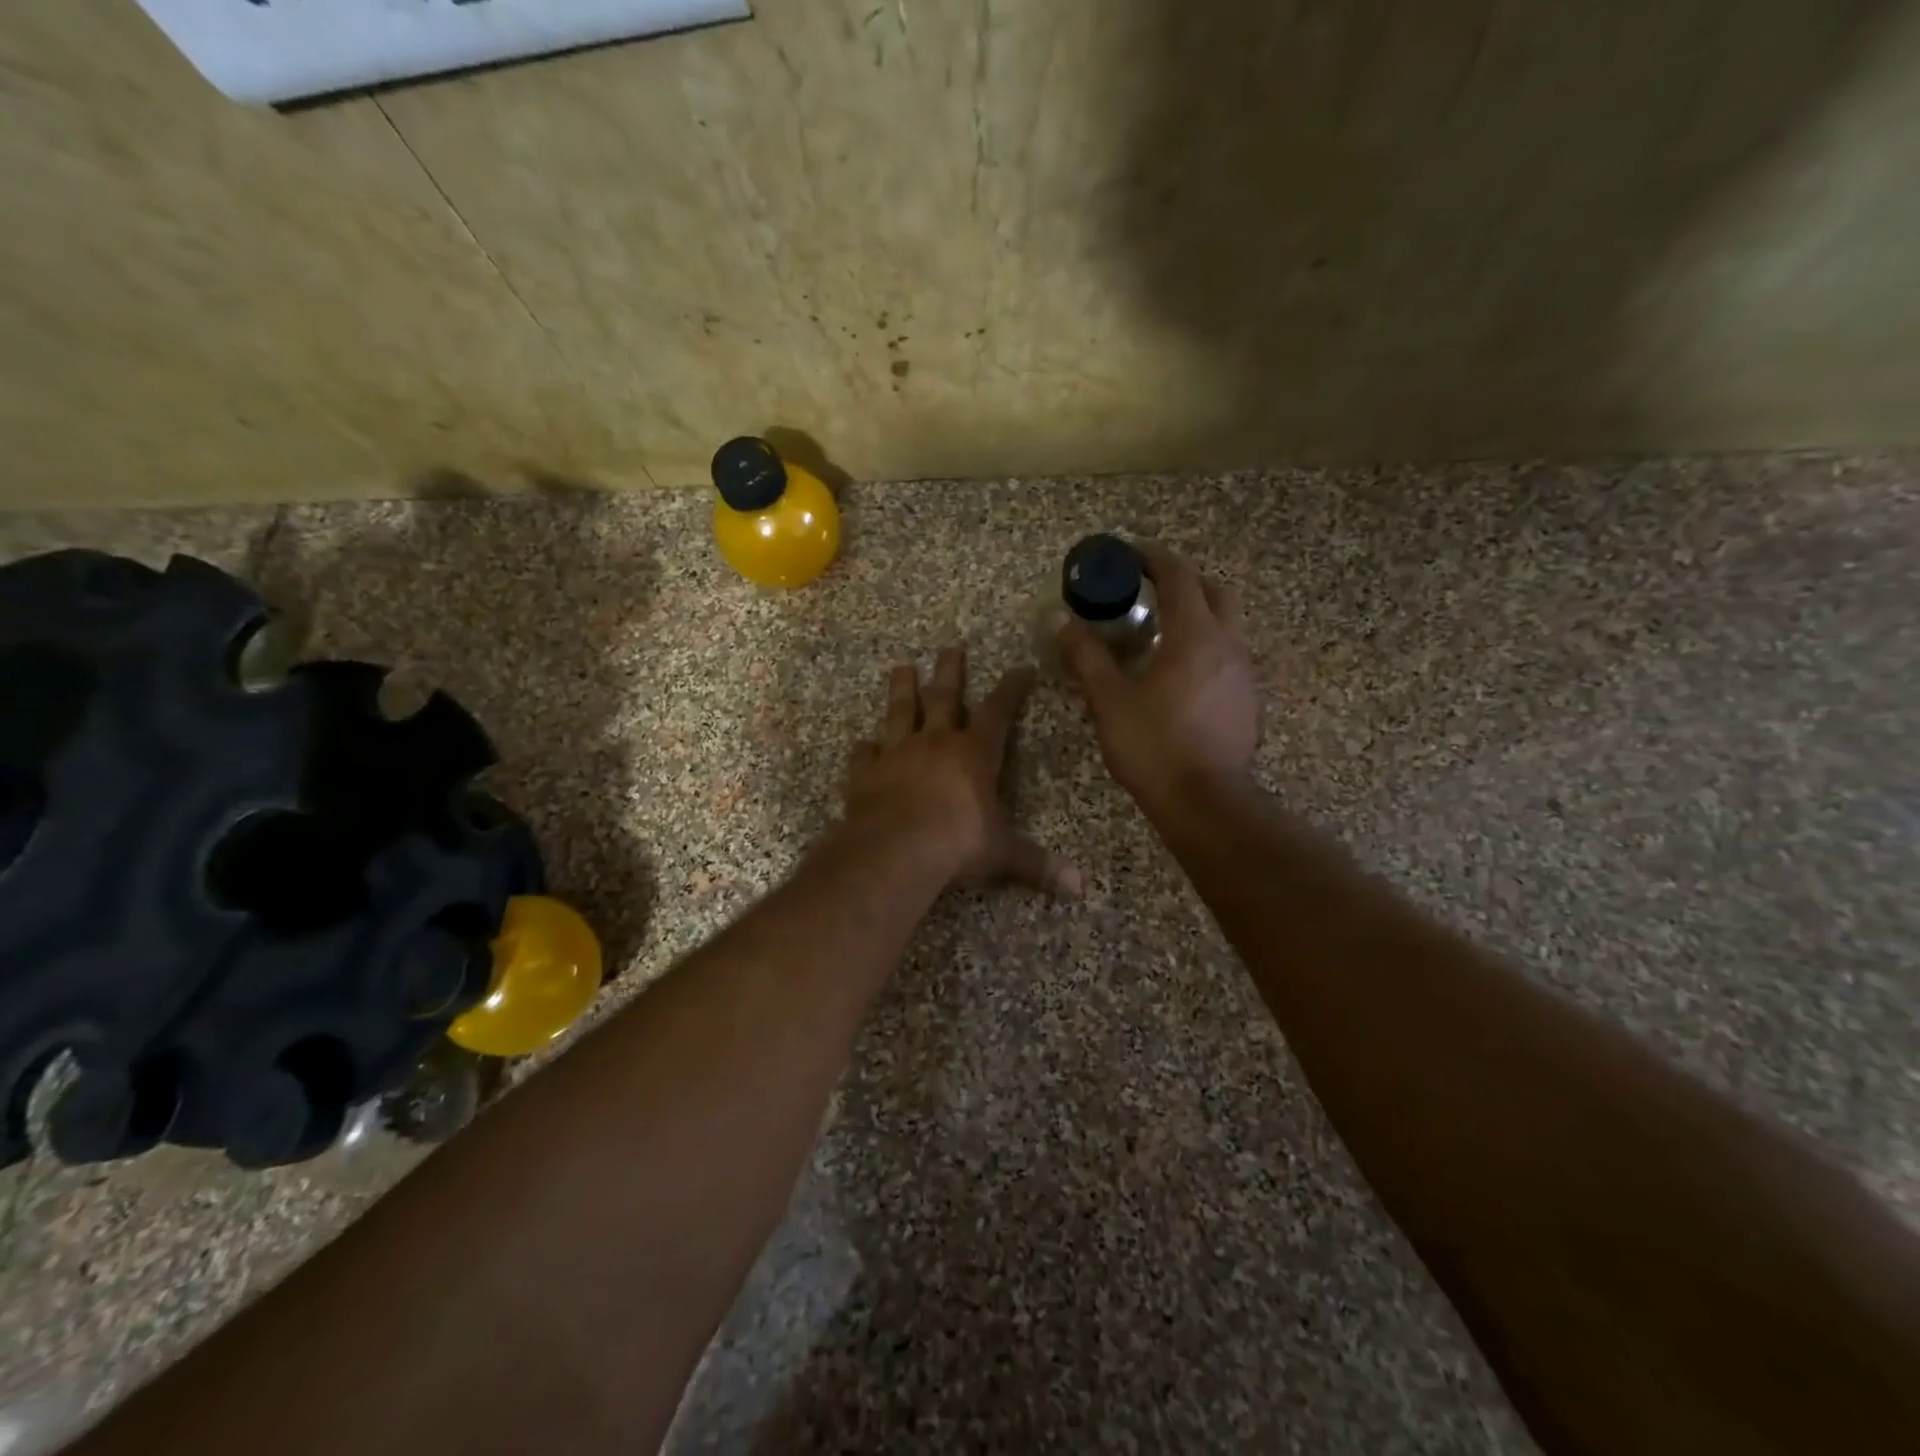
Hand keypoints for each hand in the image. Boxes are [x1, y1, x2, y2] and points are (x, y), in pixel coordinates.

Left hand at [846, 645, 1080, 897]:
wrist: (896, 849)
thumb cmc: (958, 843)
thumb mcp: (1004, 854)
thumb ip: (1038, 865)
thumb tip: (1079, 888)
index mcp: (974, 753)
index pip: (998, 711)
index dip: (1012, 689)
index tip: (1021, 669)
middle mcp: (935, 743)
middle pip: (944, 697)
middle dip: (950, 671)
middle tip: (950, 646)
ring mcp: (896, 754)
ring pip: (900, 712)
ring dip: (902, 689)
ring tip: (901, 667)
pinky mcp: (865, 774)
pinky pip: (864, 754)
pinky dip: (865, 748)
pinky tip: (863, 744)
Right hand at [1056, 543, 1260, 809]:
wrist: (1206, 803)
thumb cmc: (1154, 746)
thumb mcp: (1109, 700)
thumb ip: (1085, 655)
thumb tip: (1060, 620)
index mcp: (1195, 635)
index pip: (1178, 575)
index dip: (1152, 557)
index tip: (1128, 553)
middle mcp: (1228, 644)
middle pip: (1214, 591)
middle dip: (1182, 579)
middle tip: (1148, 588)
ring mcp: (1244, 673)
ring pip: (1226, 623)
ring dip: (1197, 613)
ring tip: (1160, 629)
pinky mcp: (1248, 700)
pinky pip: (1228, 654)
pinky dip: (1204, 644)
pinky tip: (1178, 671)